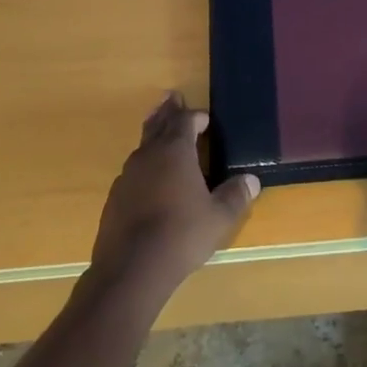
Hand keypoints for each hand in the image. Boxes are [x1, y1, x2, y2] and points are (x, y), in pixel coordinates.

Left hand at [88, 93, 258, 301]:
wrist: (131, 269)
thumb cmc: (181, 235)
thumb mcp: (218, 217)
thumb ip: (235, 196)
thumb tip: (252, 180)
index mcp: (175, 152)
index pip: (185, 121)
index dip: (195, 116)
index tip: (205, 118)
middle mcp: (148, 156)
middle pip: (157, 125)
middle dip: (167, 112)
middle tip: (171, 97)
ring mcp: (127, 177)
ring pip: (142, 147)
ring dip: (153, 136)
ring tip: (159, 132)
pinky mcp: (114, 199)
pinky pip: (133, 172)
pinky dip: (144, 167)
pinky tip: (148, 181)